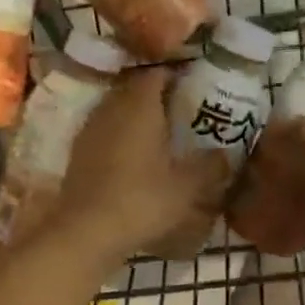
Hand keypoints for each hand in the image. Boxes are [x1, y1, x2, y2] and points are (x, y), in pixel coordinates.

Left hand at [49, 67, 232, 263]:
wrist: (86, 230)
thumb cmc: (142, 200)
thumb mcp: (187, 186)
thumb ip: (210, 166)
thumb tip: (227, 154)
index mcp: (140, 105)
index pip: (156, 73)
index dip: (175, 75)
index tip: (193, 85)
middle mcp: (112, 107)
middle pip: (134, 88)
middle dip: (156, 94)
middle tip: (180, 108)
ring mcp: (91, 128)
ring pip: (117, 108)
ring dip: (135, 114)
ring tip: (159, 132)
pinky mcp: (78, 151)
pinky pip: (104, 130)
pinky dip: (119, 134)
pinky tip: (133, 155)